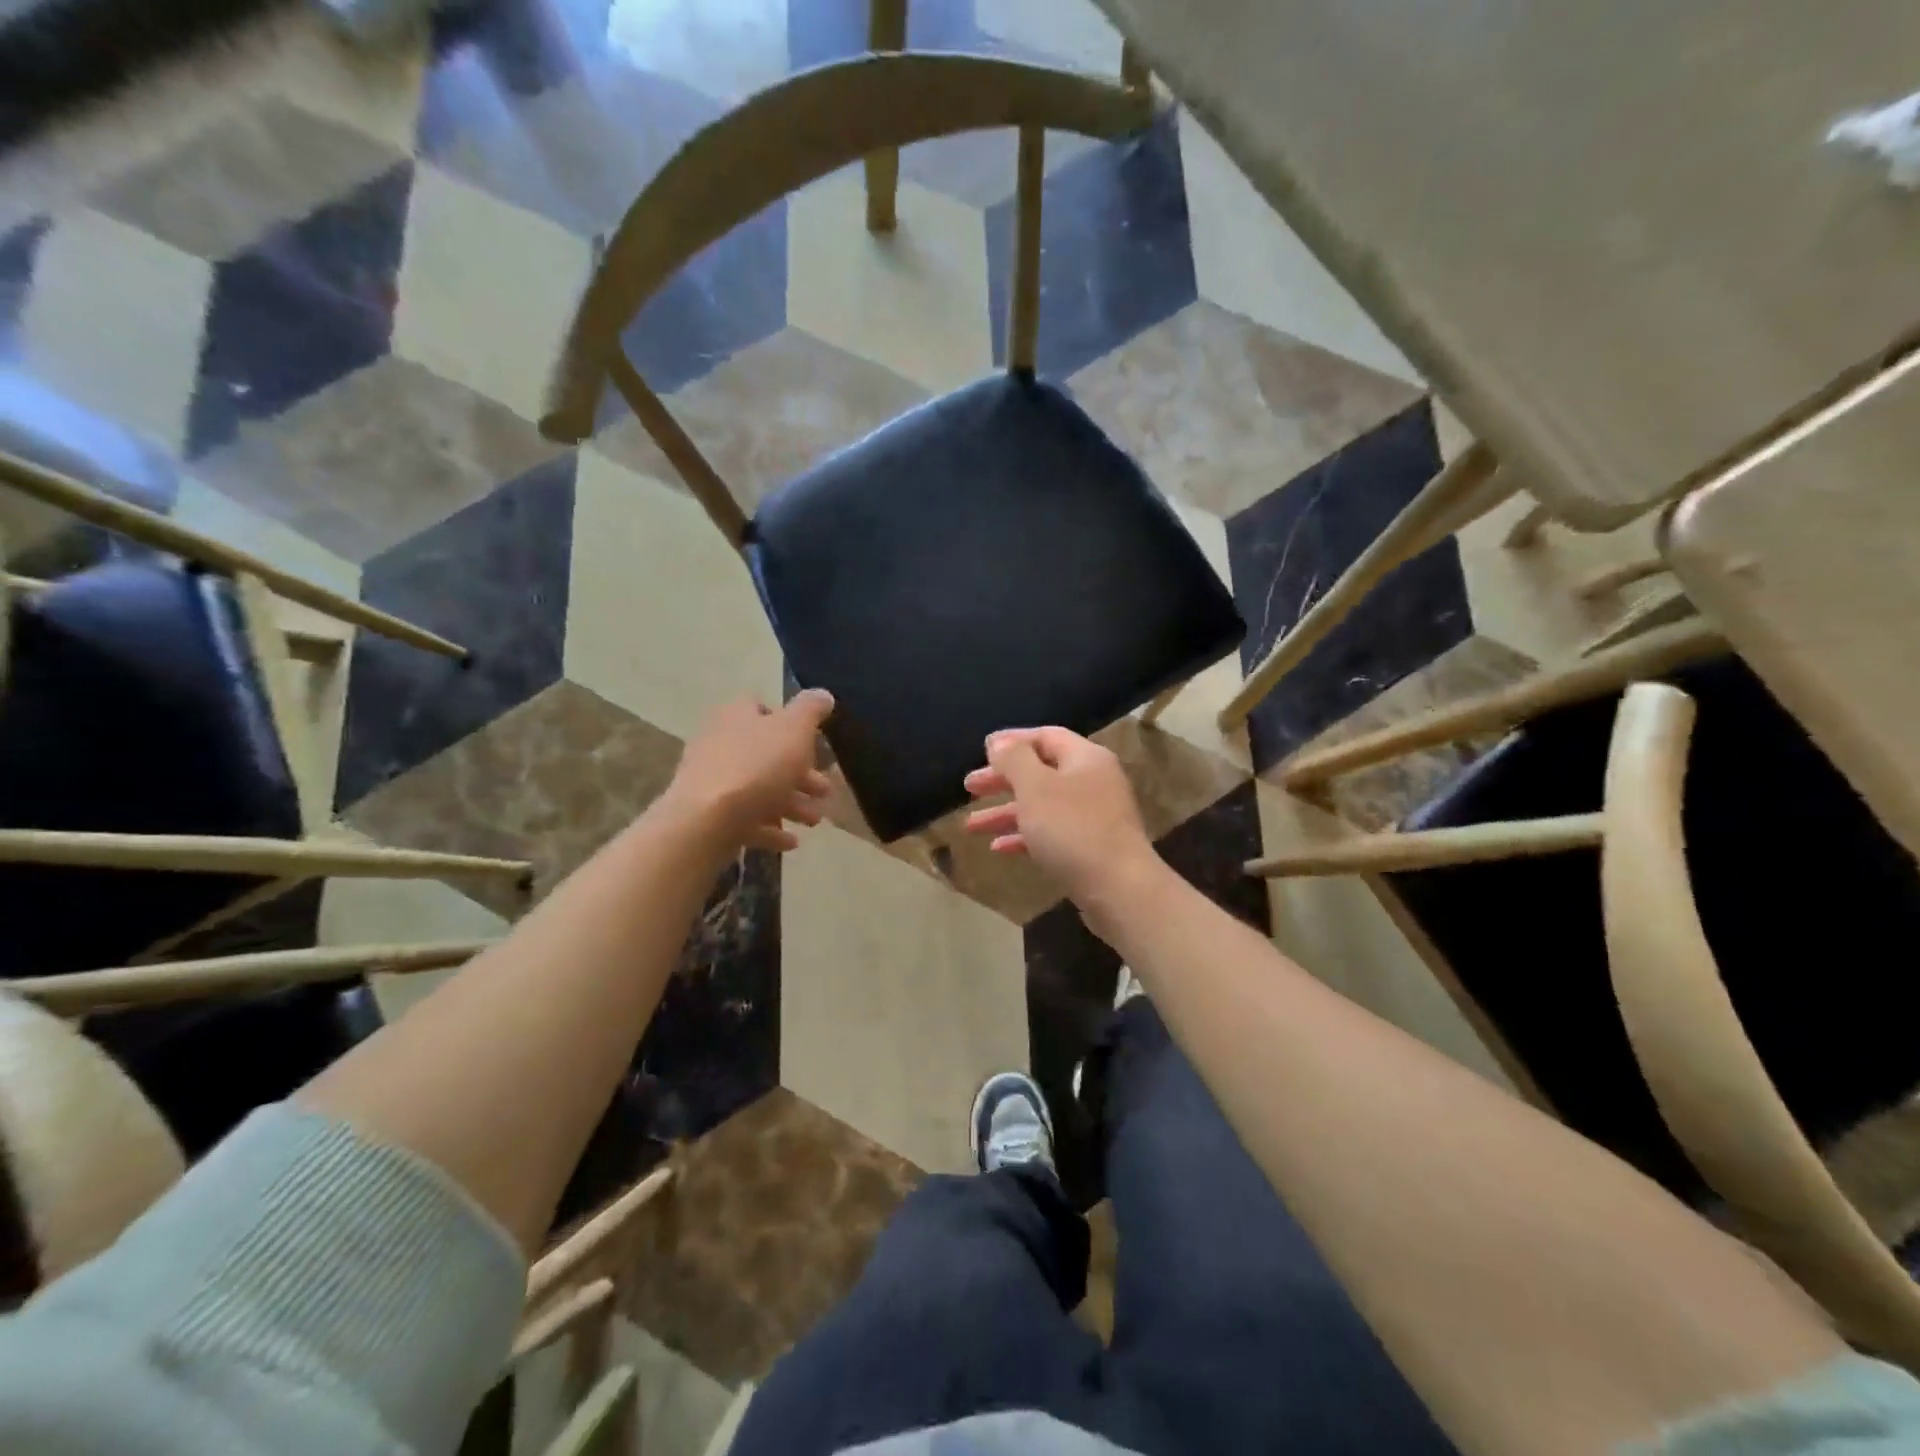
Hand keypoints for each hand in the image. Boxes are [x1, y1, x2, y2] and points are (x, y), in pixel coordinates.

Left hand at [662, 691, 835, 851]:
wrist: (706, 821)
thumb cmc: (756, 767)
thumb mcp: (794, 730)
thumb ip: (810, 710)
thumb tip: (823, 694)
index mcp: (736, 716)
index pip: (760, 707)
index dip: (787, 720)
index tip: (811, 740)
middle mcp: (719, 743)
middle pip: (766, 753)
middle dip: (800, 773)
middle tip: (825, 790)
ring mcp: (712, 781)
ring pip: (758, 788)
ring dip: (791, 803)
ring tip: (814, 820)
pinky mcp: (710, 816)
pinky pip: (745, 819)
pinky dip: (770, 828)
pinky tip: (790, 841)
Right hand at [962, 727, 1160, 907]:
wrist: (1119, 889)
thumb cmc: (1073, 829)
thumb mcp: (1035, 787)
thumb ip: (1014, 760)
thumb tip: (998, 742)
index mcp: (1085, 758)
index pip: (1046, 736)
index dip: (1012, 740)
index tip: (981, 750)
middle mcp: (1093, 781)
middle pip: (1041, 771)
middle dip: (1003, 779)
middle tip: (969, 787)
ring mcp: (1094, 817)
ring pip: (1042, 805)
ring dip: (1006, 812)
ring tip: (970, 826)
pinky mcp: (1091, 848)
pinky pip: (1051, 833)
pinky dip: (1024, 836)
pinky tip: (998, 848)